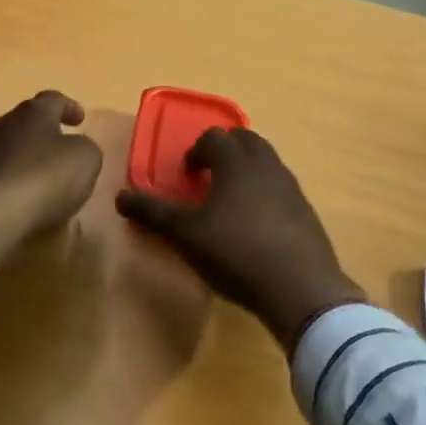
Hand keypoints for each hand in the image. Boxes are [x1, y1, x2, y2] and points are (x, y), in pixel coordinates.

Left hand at [0, 91, 103, 268]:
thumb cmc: (44, 177)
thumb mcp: (85, 159)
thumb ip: (85, 147)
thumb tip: (77, 147)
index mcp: (33, 112)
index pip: (53, 99)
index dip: (69, 107)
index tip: (80, 119)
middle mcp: (4, 123)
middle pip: (28, 121)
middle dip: (46, 132)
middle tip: (63, 147)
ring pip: (11, 147)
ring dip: (28, 157)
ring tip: (45, 176)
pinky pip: (0, 172)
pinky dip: (15, 179)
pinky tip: (25, 195)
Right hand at [115, 127, 365, 348]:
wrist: (300, 288)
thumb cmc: (235, 251)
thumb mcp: (185, 234)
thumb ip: (153, 213)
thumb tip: (119, 196)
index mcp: (235, 161)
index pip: (213, 137)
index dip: (196, 151)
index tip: (186, 175)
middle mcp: (265, 164)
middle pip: (245, 139)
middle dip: (224, 150)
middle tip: (208, 176)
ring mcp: (290, 186)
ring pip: (266, 161)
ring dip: (247, 169)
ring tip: (231, 199)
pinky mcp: (306, 211)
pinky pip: (281, 187)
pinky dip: (265, 192)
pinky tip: (256, 224)